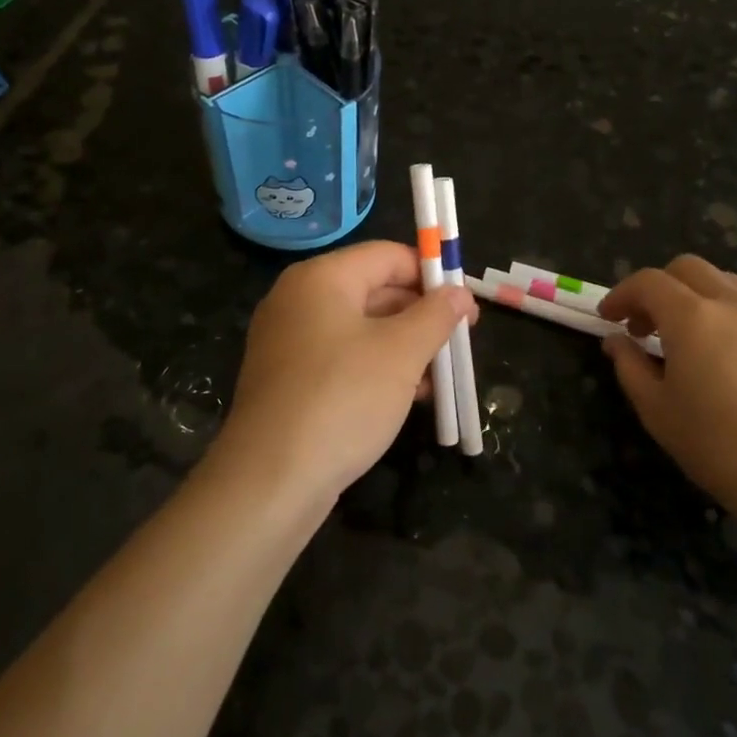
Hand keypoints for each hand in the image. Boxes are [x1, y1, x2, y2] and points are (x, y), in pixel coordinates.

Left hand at [214, 241, 475, 505]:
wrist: (270, 480)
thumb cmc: (342, 398)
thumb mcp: (402, 353)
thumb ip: (436, 315)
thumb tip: (460, 293)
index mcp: (322, 278)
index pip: (388, 256)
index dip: (431, 274)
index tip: (466, 304)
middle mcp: (299, 299)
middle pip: (374, 290)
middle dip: (421, 315)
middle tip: (460, 341)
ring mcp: (288, 341)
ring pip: (360, 328)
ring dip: (404, 346)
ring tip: (441, 377)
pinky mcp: (287, 379)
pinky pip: (341, 358)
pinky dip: (376, 368)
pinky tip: (409, 396)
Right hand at [600, 256, 736, 556]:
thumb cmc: (719, 446)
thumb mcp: (657, 410)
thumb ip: (630, 366)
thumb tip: (618, 341)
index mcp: (692, 316)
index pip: (648, 282)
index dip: (621, 294)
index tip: (608, 318)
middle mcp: (734, 305)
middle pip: (689, 269)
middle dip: (659, 287)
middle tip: (646, 326)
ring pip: (727, 285)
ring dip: (697, 298)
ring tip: (689, 339)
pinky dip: (731, 323)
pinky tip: (732, 367)